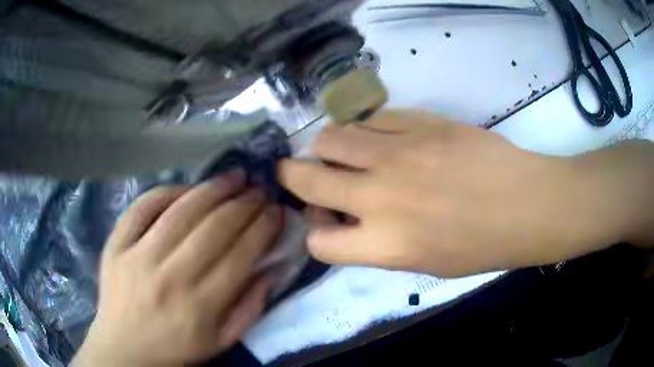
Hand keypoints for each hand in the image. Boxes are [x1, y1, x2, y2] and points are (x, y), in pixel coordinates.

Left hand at [73, 171, 282, 365]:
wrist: (125, 348)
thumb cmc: (177, 348)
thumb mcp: (222, 340)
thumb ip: (251, 307)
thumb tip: (273, 268)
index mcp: (200, 305)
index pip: (241, 255)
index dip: (263, 228)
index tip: (277, 211)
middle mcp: (170, 276)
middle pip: (214, 228)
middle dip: (244, 203)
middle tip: (260, 189)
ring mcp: (138, 256)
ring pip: (181, 211)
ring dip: (212, 189)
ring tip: (234, 176)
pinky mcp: (117, 244)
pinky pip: (143, 206)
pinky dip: (168, 191)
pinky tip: (188, 187)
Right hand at [279, 110, 641, 277]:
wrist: (527, 204)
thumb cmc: (482, 246)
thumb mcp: (424, 264)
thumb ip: (378, 245)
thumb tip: (347, 222)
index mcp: (385, 245)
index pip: (318, 243)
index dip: (317, 233)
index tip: (326, 224)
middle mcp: (380, 197)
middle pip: (307, 179)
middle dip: (293, 176)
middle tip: (297, 172)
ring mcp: (399, 153)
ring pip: (331, 138)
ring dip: (327, 147)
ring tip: (341, 150)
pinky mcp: (421, 122)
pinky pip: (372, 118)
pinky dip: (365, 128)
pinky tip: (380, 135)